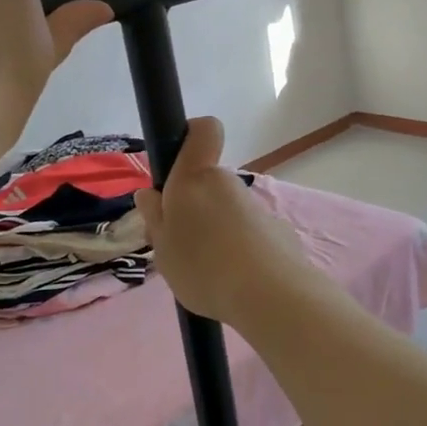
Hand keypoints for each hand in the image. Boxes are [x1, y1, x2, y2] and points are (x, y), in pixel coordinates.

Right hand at [134, 116, 320, 325]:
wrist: (269, 295)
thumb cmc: (203, 266)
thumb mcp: (163, 248)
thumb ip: (155, 218)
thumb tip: (149, 193)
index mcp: (195, 178)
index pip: (203, 130)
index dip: (191, 136)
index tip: (176, 165)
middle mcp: (228, 183)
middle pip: (207, 183)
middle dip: (193, 207)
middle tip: (179, 246)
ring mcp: (256, 206)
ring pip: (226, 211)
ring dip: (215, 232)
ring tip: (207, 273)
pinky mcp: (277, 230)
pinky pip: (248, 234)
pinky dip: (239, 250)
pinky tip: (235, 282)